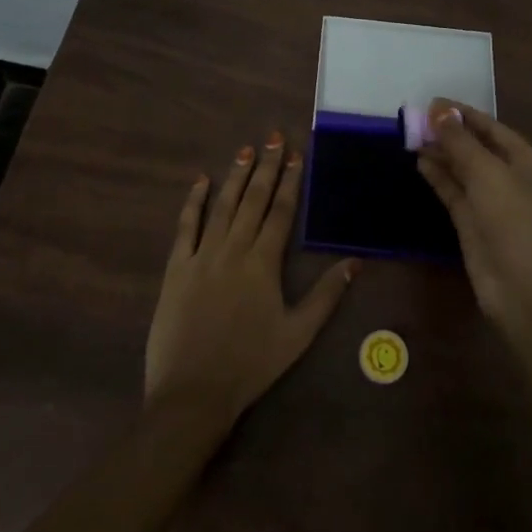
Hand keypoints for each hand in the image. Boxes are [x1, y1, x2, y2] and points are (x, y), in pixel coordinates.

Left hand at [144, 131, 358, 423]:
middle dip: (265, 167)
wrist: (193, 393)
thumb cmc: (251, 364)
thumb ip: (326, 295)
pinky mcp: (176, 268)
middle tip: (272, 138)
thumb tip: (355, 262)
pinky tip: (200, 181)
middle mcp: (233, 250)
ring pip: (222, 206)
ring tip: (245, 149)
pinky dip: (193, 202)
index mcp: (263, 264)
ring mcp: (201, 256)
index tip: (295, 154)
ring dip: (235, 176)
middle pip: (252, 200)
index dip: (289, 181)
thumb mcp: (298, 334)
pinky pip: (185, 227)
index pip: (280, 212)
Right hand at [417, 102, 531, 328]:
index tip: (432, 102)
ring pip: (463, 169)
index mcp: (527, 161)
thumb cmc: (512, 220)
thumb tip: (439, 110)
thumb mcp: (487, 172)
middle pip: (476, 147)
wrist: (521, 287)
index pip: (492, 127)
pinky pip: (454, 191)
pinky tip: (420, 162)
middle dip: (449, 133)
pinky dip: (439, 176)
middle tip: (416, 119)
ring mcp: (492, 202)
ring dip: (441, 153)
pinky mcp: (474, 223)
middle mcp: (511, 178)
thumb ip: (460, 141)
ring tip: (412, 137)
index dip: (463, 114)